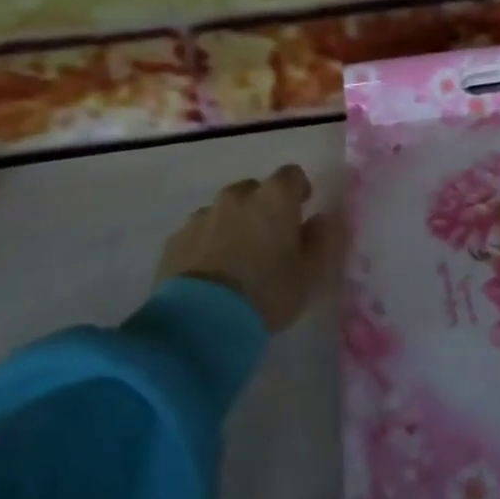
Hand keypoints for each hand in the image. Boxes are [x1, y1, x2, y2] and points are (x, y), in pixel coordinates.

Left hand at [155, 165, 345, 331]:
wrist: (200, 323)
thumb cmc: (266, 293)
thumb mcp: (310, 273)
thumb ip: (323, 240)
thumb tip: (324, 219)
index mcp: (274, 197)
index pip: (292, 175)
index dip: (298, 191)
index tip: (301, 212)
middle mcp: (237, 197)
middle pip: (255, 190)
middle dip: (263, 208)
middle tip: (268, 241)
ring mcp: (202, 216)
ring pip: (224, 211)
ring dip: (233, 225)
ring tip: (236, 261)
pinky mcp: (175, 240)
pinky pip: (198, 233)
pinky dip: (206, 244)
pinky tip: (210, 275)